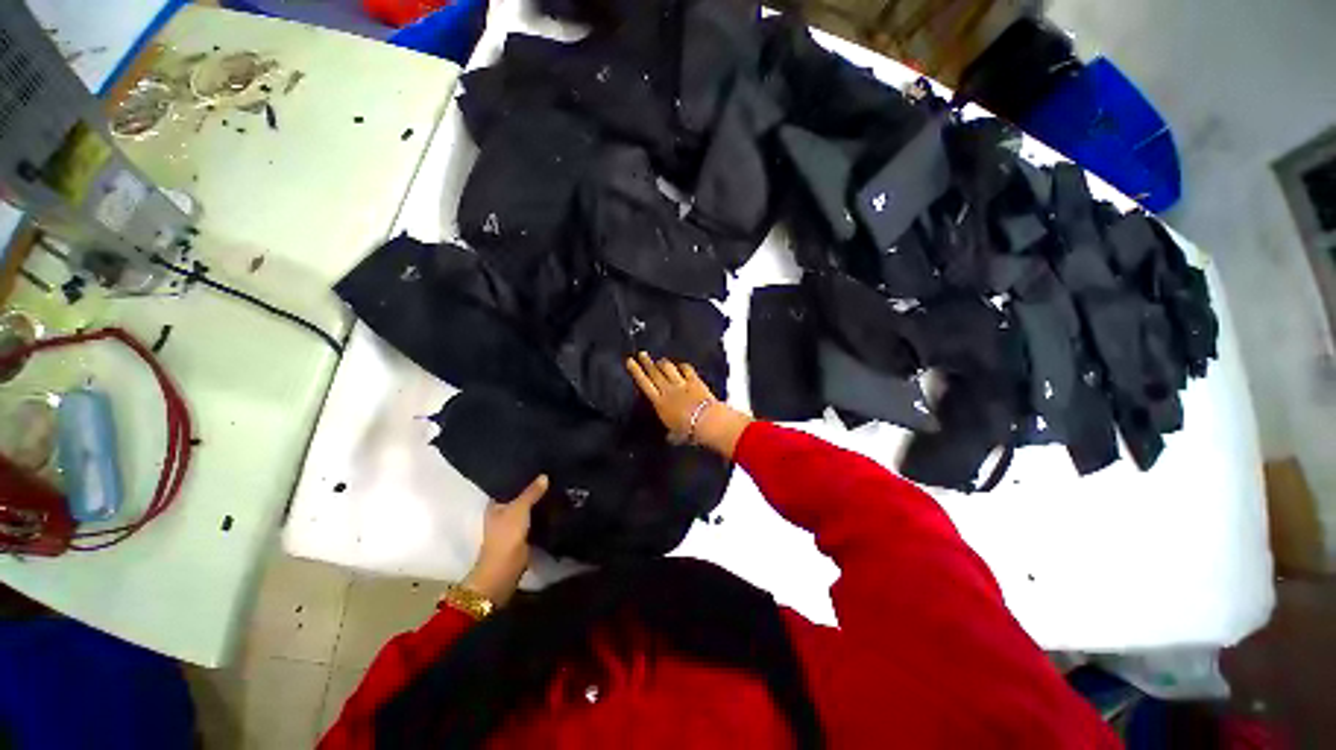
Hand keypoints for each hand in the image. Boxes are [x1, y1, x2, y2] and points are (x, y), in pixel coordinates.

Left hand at [463, 475, 548, 606]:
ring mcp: (513, 525)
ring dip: (540, 501)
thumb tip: (544, 476)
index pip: (508, 485)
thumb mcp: (519, 508)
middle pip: (520, 496)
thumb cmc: (506, 535)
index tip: (536, 465)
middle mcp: (502, 513)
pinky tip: (556, 504)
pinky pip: (536, 519)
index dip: (520, 476)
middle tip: (552, 473)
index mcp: (495, 504)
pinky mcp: (524, 535)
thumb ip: (531, 492)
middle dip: (533, 488)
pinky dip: (544, 513)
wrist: (505, 569)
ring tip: (557, 485)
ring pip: (529, 508)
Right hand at [626, 352, 751, 459]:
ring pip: (668, 368)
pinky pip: (686, 369)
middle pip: (654, 372)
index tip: (630, 361)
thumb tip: (670, 437)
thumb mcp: (674, 435)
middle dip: (646, 362)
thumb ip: (670, 433)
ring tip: (659, 360)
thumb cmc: (688, 432)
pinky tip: (681, 365)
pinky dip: (682, 366)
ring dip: (663, 363)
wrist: (707, 422)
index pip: (644, 384)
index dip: (636, 371)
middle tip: (641, 353)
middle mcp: (668, 390)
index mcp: (659, 403)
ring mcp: (682, 383)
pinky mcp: (695, 381)